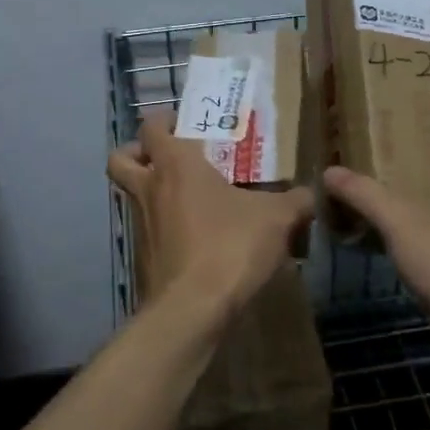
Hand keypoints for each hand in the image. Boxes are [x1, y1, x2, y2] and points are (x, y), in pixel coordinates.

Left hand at [108, 111, 313, 317]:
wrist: (194, 309)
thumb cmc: (230, 246)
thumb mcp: (276, 218)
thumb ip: (295, 201)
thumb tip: (308, 195)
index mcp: (175, 165)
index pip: (151, 126)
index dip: (163, 119)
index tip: (185, 123)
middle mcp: (150, 189)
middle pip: (121, 158)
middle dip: (138, 152)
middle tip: (168, 156)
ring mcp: (141, 225)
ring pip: (132, 196)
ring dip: (152, 192)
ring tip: (191, 200)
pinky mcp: (144, 258)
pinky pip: (148, 232)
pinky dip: (164, 229)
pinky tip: (197, 240)